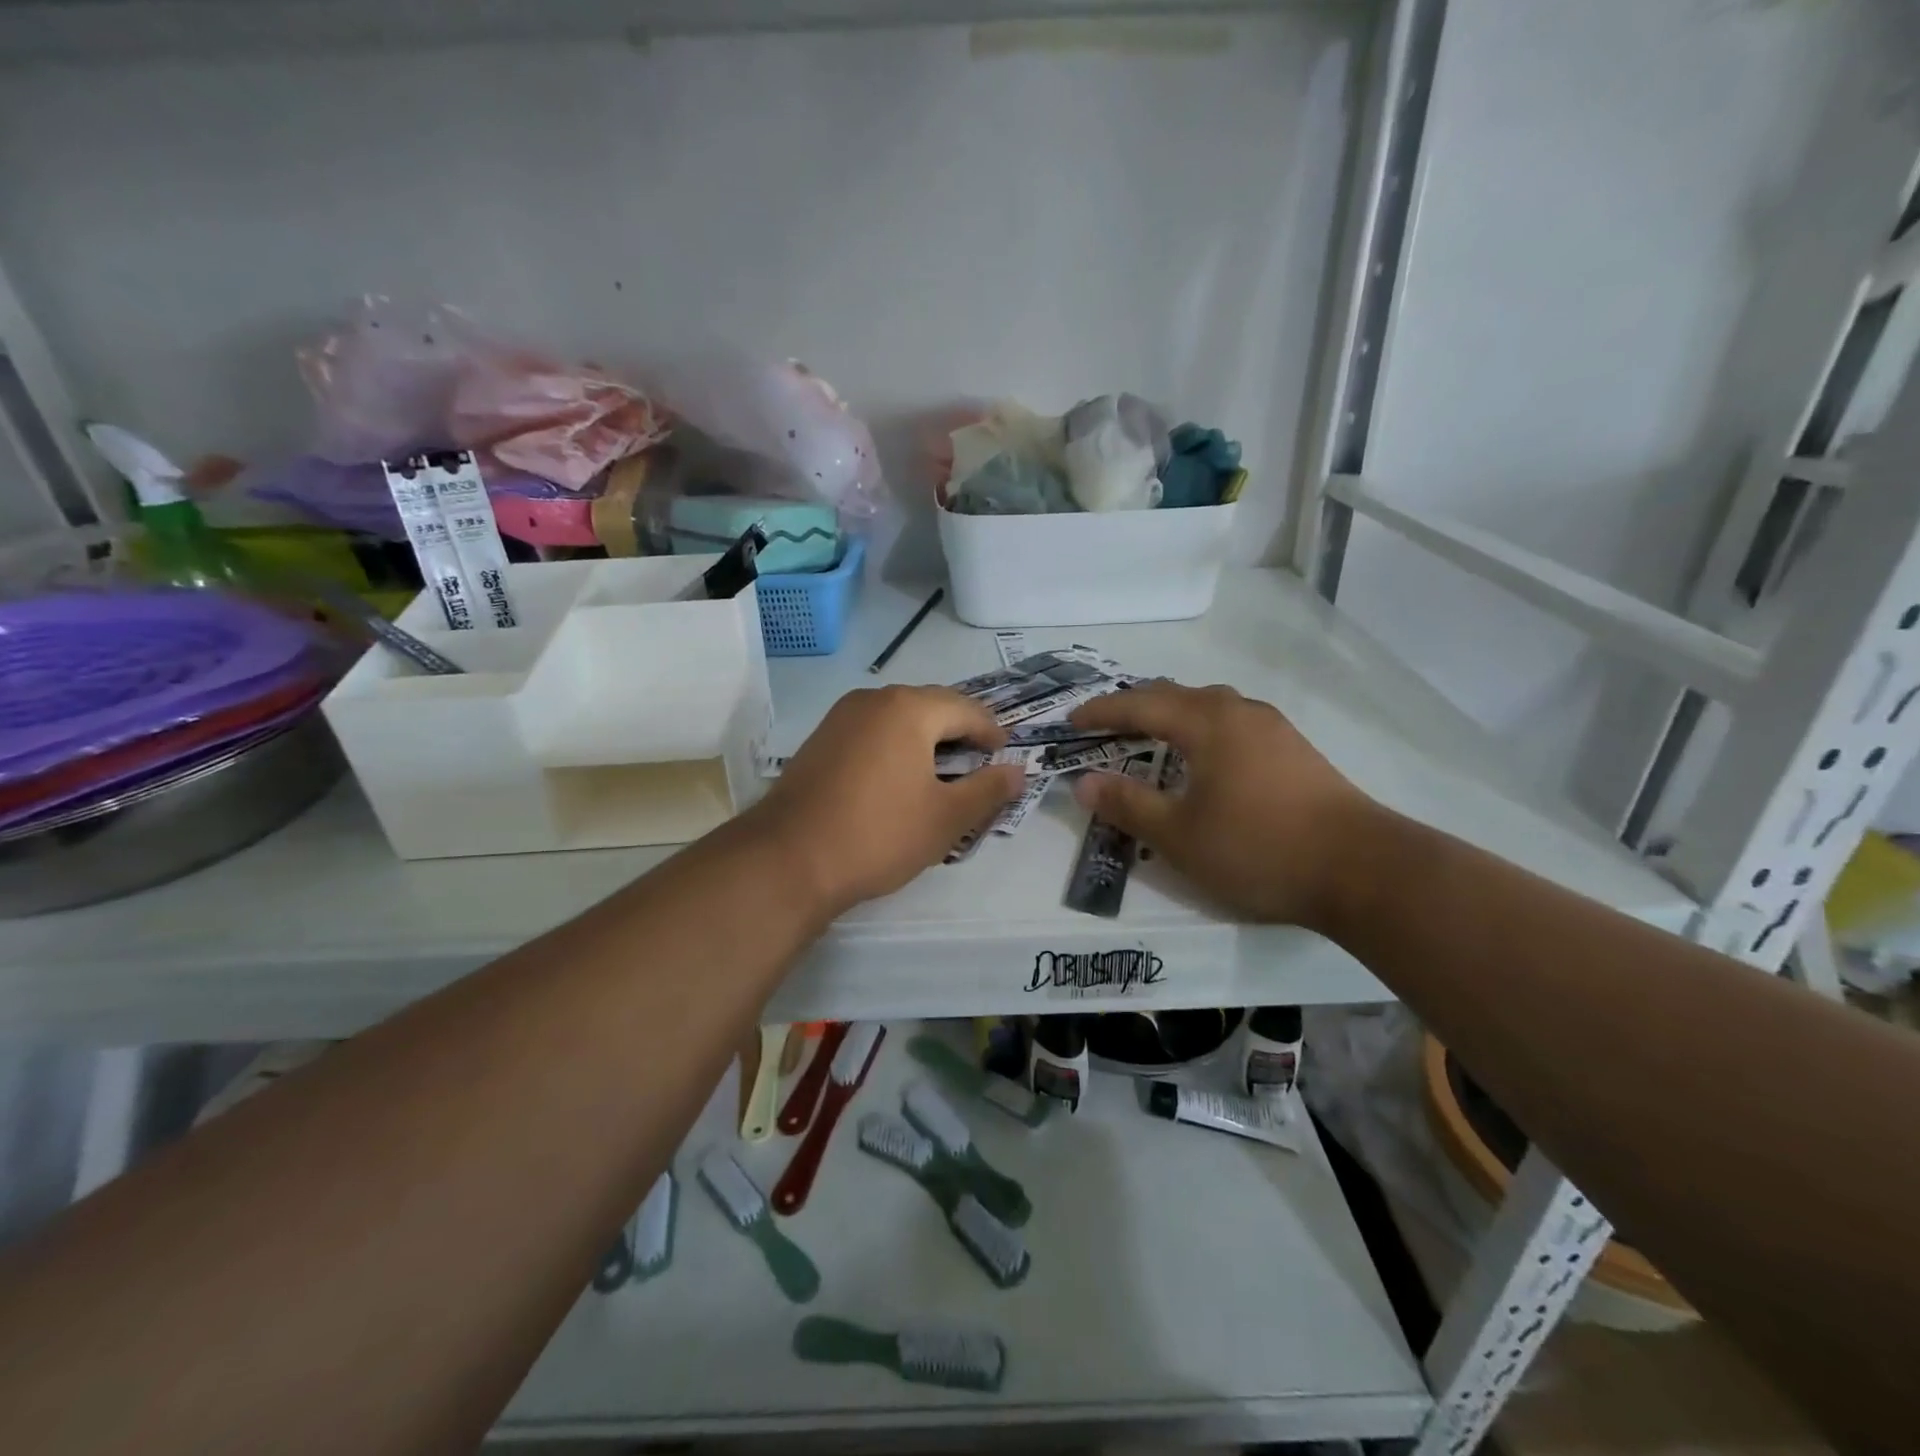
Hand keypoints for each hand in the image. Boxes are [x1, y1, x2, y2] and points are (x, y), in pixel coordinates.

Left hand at [751, 686, 1022, 916]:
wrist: (789, 859)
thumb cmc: (879, 834)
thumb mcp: (947, 818)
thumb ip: (989, 790)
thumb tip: (1017, 771)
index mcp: (909, 708)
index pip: (966, 709)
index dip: (992, 732)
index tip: (1005, 756)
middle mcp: (873, 700)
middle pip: (931, 706)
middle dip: (959, 731)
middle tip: (979, 763)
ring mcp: (840, 718)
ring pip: (898, 718)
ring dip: (926, 739)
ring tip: (942, 772)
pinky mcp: (819, 741)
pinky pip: (871, 732)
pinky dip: (895, 747)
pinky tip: (898, 779)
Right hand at [1069, 682, 1372, 928]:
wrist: (1362, 870)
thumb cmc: (1258, 848)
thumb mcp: (1178, 836)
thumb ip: (1127, 805)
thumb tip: (1083, 782)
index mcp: (1206, 723)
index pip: (1139, 704)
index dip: (1101, 712)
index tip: (1070, 722)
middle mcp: (1238, 711)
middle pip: (1174, 694)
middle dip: (1133, 707)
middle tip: (1103, 728)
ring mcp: (1272, 727)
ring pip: (1207, 704)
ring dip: (1170, 714)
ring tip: (1149, 736)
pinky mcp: (1294, 748)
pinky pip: (1231, 721)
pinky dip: (1200, 727)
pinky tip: (1203, 757)